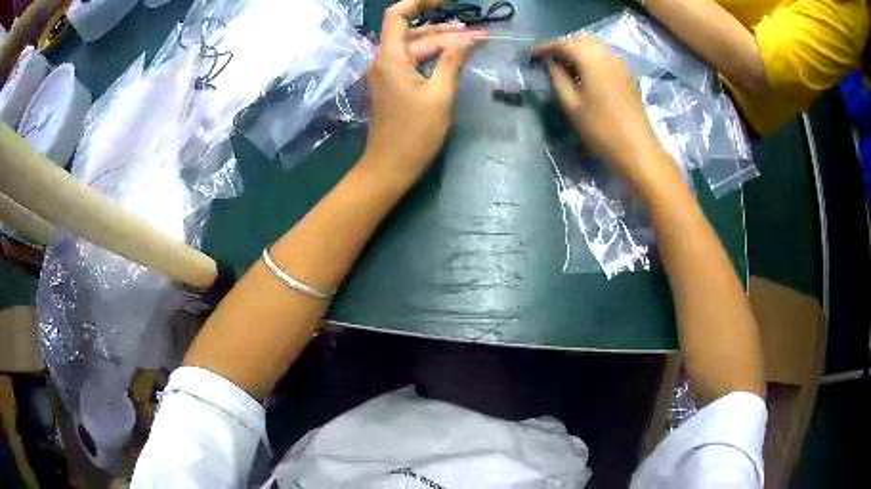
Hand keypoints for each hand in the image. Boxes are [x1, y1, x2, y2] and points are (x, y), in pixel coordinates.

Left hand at [362, 0, 483, 182]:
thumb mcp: (439, 95)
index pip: (398, 15)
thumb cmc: (414, 133)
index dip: (419, 2)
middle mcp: (385, 60)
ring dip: (444, 43)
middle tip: (479, 34)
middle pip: (415, 33)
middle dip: (446, 30)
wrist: (389, 167)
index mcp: (391, 57)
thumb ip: (453, 61)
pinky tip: (456, 57)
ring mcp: (389, 73)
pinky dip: (435, 57)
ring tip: (475, 41)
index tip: (446, 1)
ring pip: (417, 48)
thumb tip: (470, 38)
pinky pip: (416, 62)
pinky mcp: (395, 85)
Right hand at [535, 35, 666, 187]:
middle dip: (563, 45)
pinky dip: (592, 57)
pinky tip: (585, 72)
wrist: (636, 147)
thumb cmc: (600, 129)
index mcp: (591, 59)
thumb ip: (558, 78)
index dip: (546, 47)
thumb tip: (552, 64)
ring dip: (578, 50)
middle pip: (580, 39)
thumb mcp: (571, 105)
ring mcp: (620, 63)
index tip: (533, 55)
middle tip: (549, 59)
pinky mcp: (627, 73)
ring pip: (594, 45)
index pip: (563, 44)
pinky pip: (605, 55)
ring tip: (566, 65)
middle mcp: (607, 54)